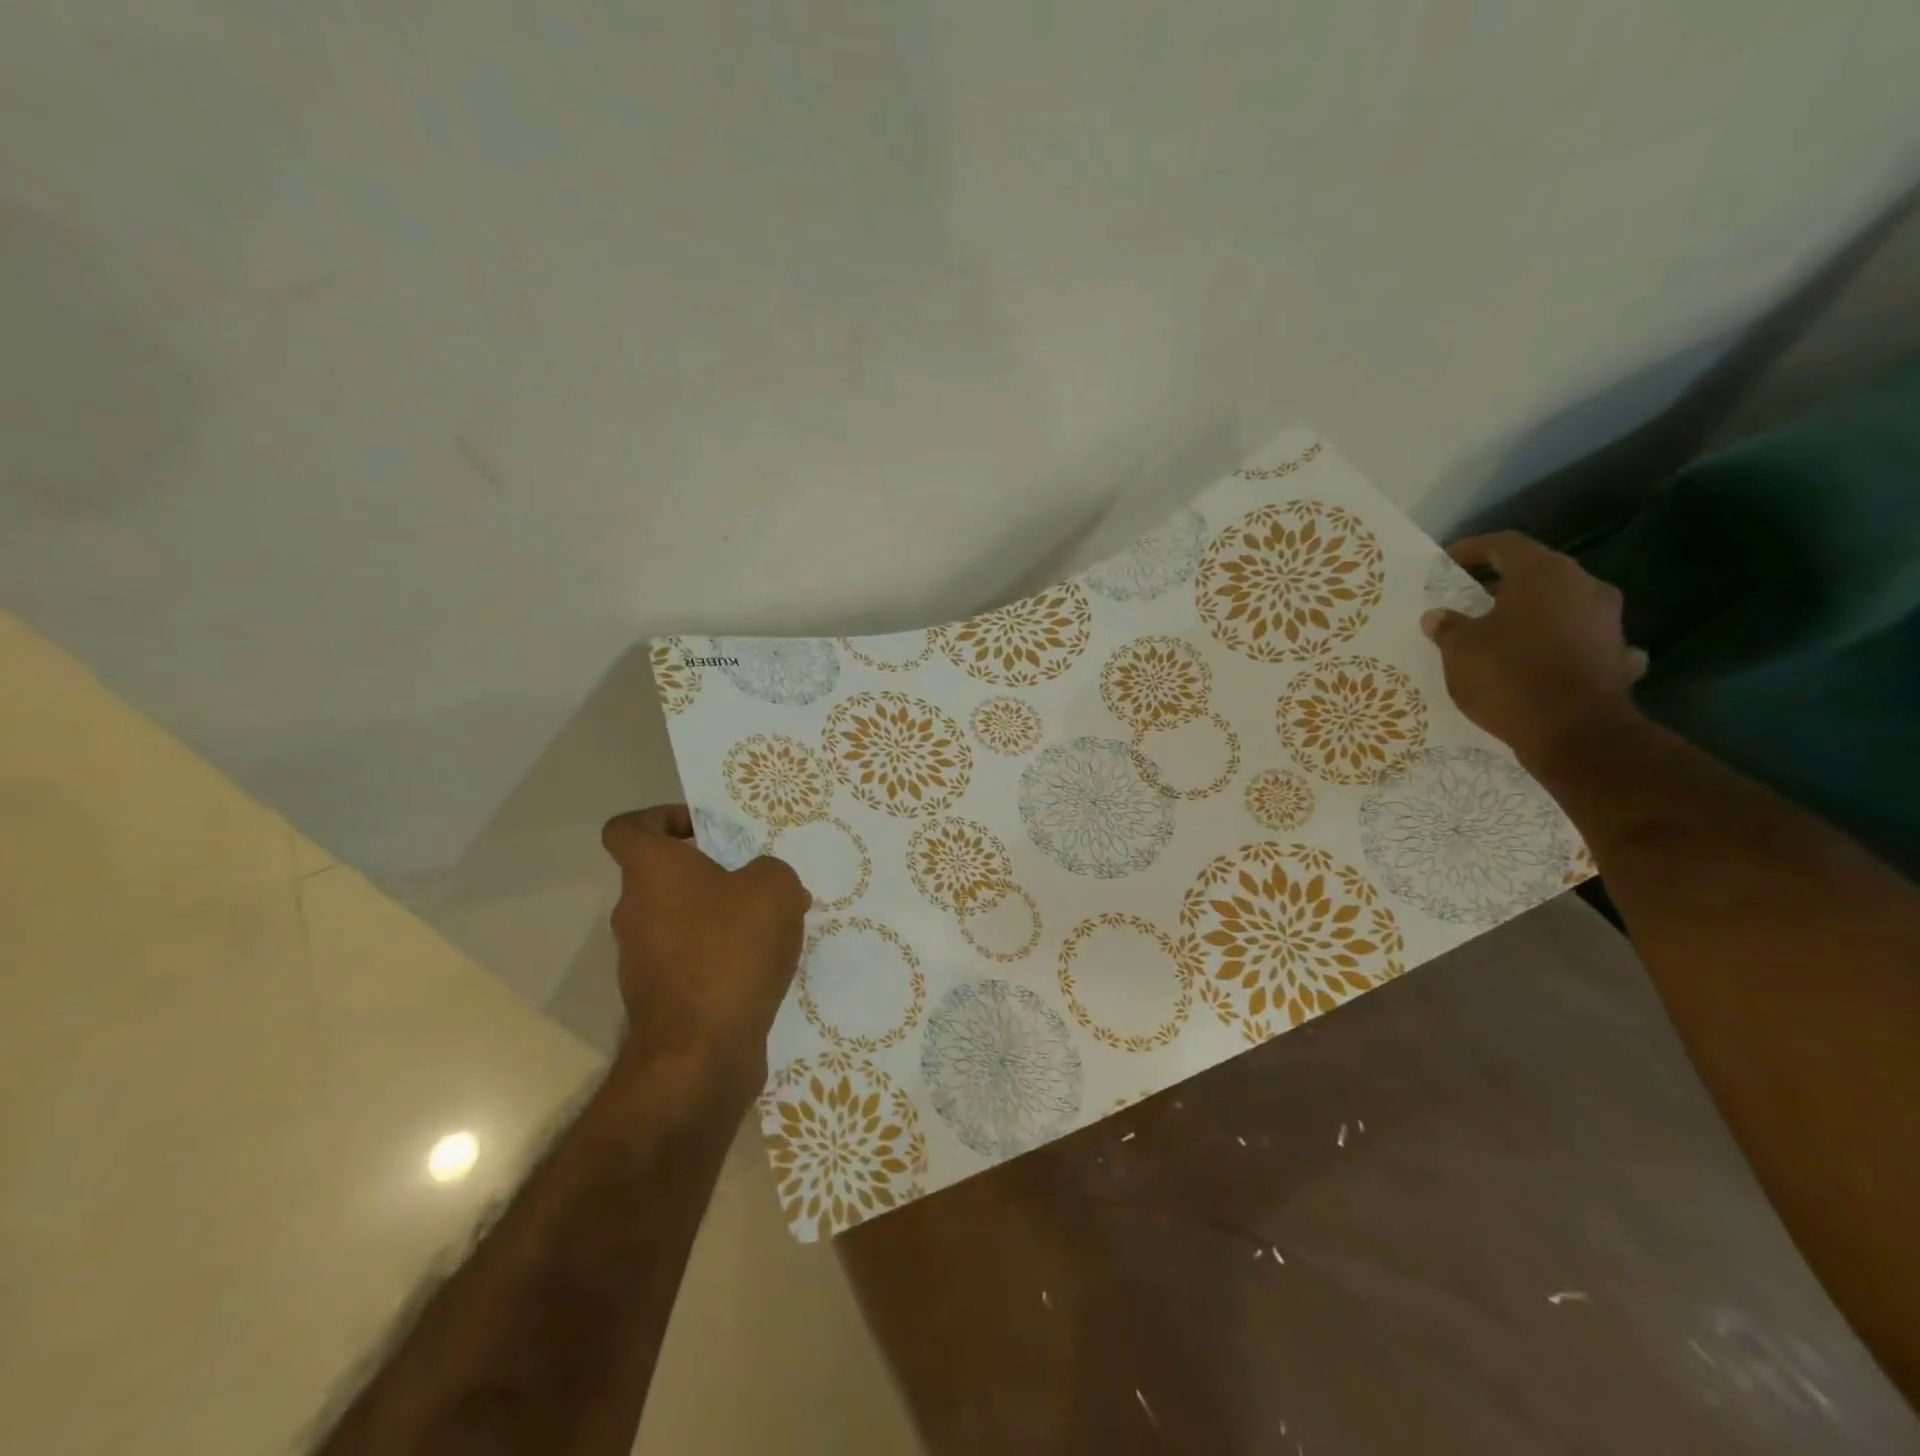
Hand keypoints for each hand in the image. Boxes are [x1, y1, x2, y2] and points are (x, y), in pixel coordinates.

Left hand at [600, 806, 809, 1094]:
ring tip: (772, 929)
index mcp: (652, 871)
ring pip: (681, 920)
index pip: (628, 828)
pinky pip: (690, 960)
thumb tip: (765, 884)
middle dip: (712, 873)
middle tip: (759, 882)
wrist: (700, 1052)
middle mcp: (635, 911)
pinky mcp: (659, 999)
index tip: (703, 830)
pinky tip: (762, 969)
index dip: (661, 818)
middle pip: (664, 876)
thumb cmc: (731, 950)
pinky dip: (720, 957)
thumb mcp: (774, 888)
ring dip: (721, 917)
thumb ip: (772, 871)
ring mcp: (641, 959)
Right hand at [1421, 532, 1648, 769]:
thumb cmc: (1509, 675)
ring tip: (1500, 633)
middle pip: (1536, 574)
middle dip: (1500, 585)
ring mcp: (1608, 621)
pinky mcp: (1617, 655)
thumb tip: (1438, 616)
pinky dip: (1560, 645)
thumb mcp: (1460, 650)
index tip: (1445, 565)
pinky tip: (1545, 661)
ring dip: (1531, 615)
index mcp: (1543, 574)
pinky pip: (1581, 640)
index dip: (1470, 551)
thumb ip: (1448, 627)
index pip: (1503, 545)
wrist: (1575, 731)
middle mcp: (1584, 586)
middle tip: (1467, 600)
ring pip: (1561, 606)